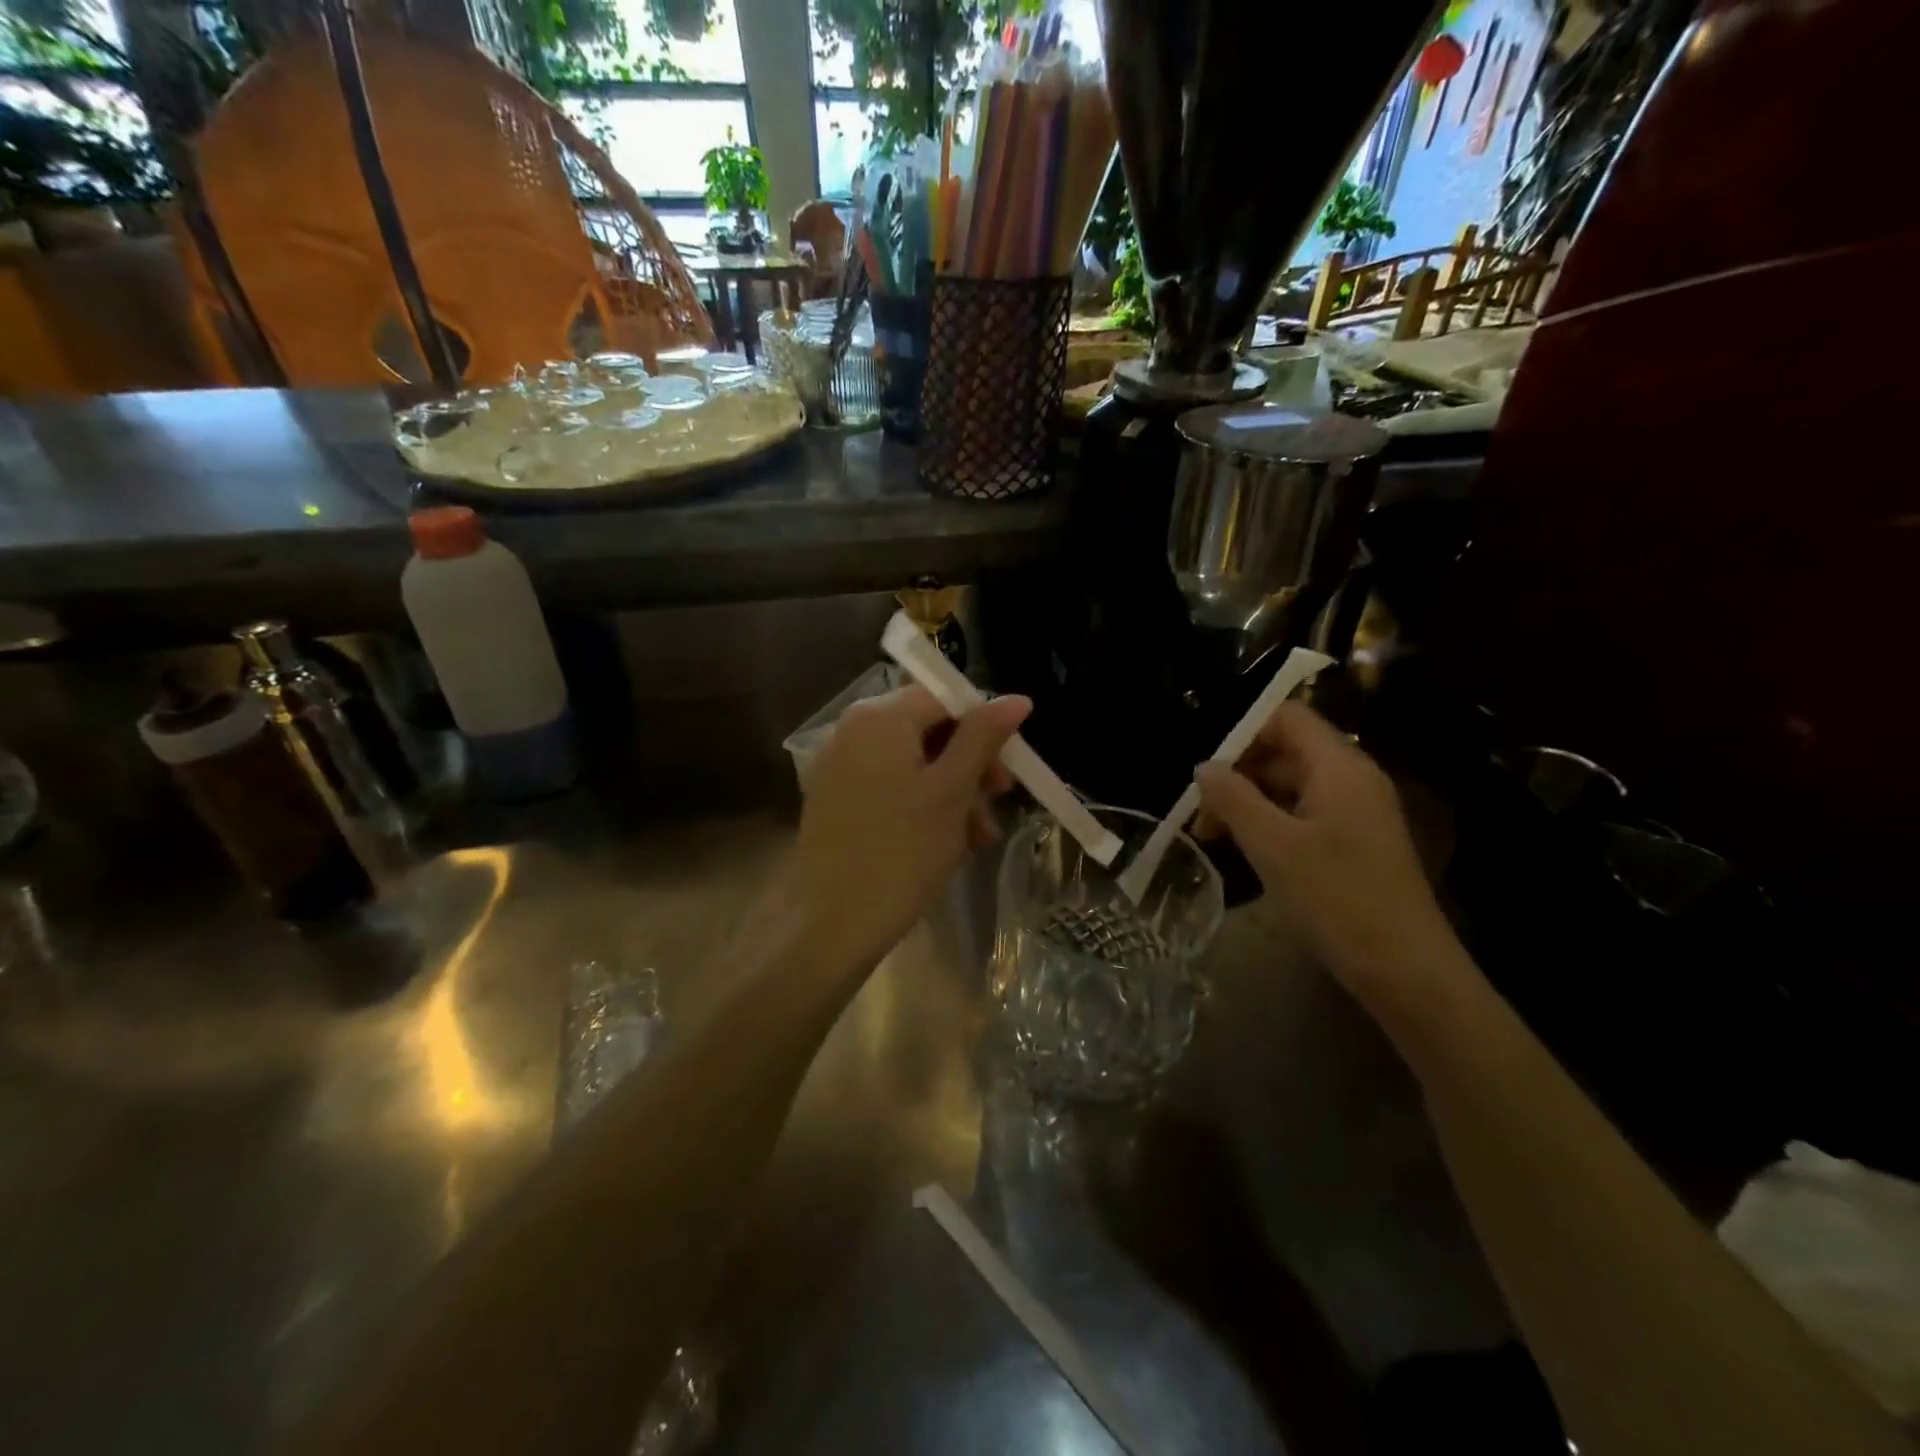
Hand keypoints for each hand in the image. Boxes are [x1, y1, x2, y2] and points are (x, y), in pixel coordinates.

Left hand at [788, 684, 1029, 967]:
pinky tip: (948, 844)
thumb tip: (1017, 698)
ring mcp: (841, 766)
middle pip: (929, 730)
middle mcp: (853, 730)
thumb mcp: (952, 790)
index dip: (984, 727)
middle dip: (970, 767)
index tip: (1007, 771)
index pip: (945, 697)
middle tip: (998, 804)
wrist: (831, 923)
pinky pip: (891, 788)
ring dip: (954, 793)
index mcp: (880, 716)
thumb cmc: (901, 851)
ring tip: (978, 838)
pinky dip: (923, 806)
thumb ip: (983, 737)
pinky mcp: (837, 800)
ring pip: (914, 764)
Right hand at [1194, 703, 1462, 999]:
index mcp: (1340, 766)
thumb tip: (1204, 767)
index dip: (1243, 734)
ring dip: (1252, 800)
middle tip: (1203, 814)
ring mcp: (1360, 811)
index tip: (1208, 774)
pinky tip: (1251, 851)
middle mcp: (1354, 778)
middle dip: (1240, 773)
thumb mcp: (1272, 846)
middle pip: (1288, 749)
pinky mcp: (1359, 841)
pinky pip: (1307, 812)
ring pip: (1294, 783)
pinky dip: (1273, 821)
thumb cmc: (1336, 898)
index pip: (1287, 717)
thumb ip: (1233, 799)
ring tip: (1217, 836)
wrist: (1406, 970)